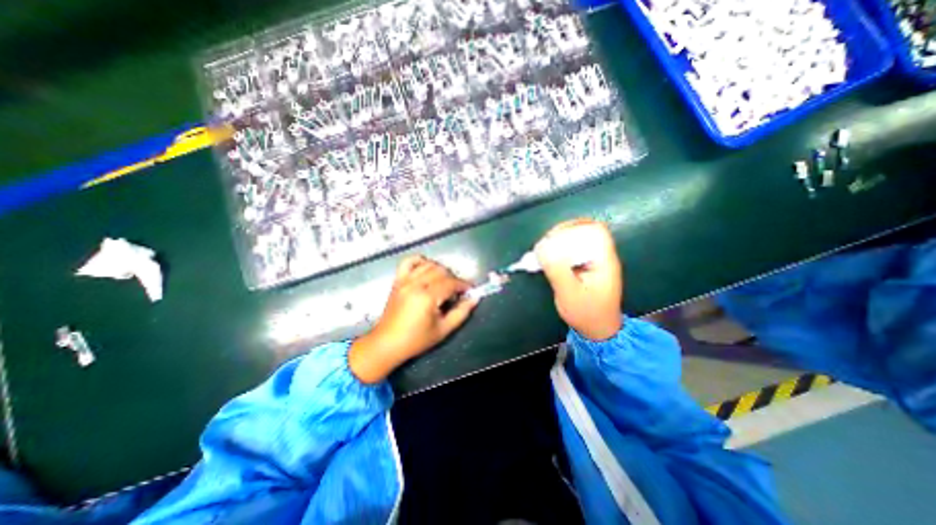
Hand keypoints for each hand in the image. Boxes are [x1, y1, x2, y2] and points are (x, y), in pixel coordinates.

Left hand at [350, 257, 477, 382]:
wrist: (387, 343)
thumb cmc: (416, 340)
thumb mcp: (443, 330)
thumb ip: (461, 312)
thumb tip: (474, 298)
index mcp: (427, 297)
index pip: (451, 283)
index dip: (463, 285)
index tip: (470, 290)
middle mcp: (415, 284)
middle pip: (441, 271)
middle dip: (454, 278)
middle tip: (457, 290)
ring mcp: (405, 280)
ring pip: (428, 265)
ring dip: (440, 270)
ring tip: (444, 282)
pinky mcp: (397, 281)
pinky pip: (408, 262)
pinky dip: (420, 261)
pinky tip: (426, 268)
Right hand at [533, 218, 619, 339]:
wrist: (598, 329)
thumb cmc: (586, 313)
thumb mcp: (569, 293)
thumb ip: (557, 269)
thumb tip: (542, 247)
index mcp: (604, 260)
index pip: (595, 230)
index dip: (574, 227)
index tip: (554, 237)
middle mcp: (602, 256)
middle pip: (586, 230)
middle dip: (564, 232)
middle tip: (546, 243)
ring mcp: (596, 260)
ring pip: (579, 239)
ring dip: (561, 240)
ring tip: (545, 249)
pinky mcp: (587, 266)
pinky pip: (575, 249)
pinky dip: (561, 249)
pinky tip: (550, 257)